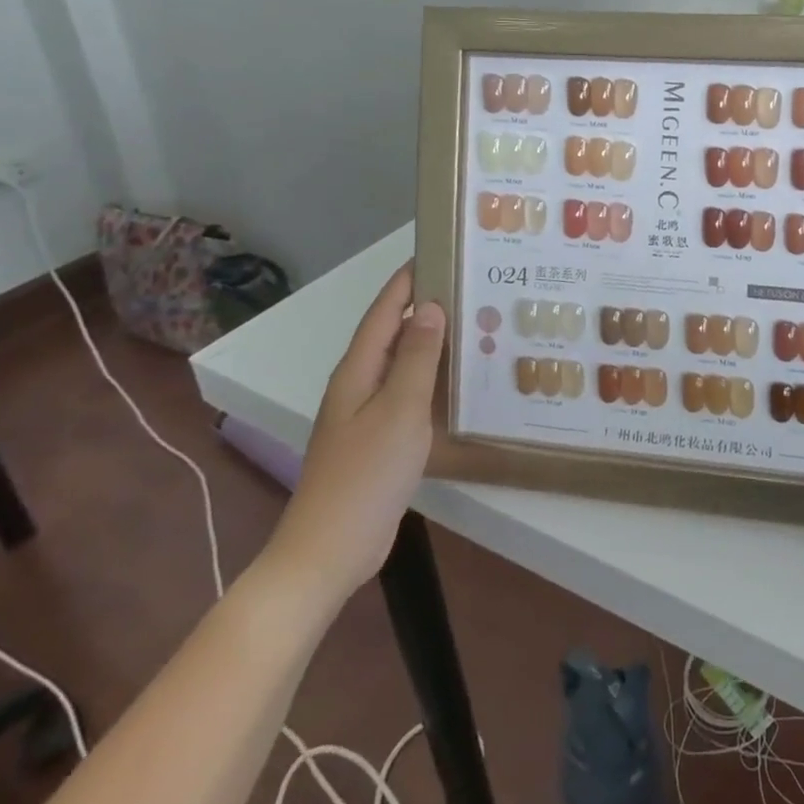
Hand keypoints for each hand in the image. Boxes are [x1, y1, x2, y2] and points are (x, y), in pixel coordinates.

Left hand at [261, 264, 443, 610]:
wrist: (329, 551)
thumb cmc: (365, 475)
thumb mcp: (399, 410)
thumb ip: (417, 358)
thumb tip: (430, 307)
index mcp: (357, 370)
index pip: (384, 310)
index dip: (408, 280)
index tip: (440, 252)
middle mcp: (359, 384)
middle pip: (394, 333)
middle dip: (427, 307)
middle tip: (472, 288)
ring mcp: (366, 414)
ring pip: (403, 364)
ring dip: (432, 343)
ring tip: (474, 326)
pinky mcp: (379, 439)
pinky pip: (408, 393)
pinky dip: (432, 378)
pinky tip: (459, 382)